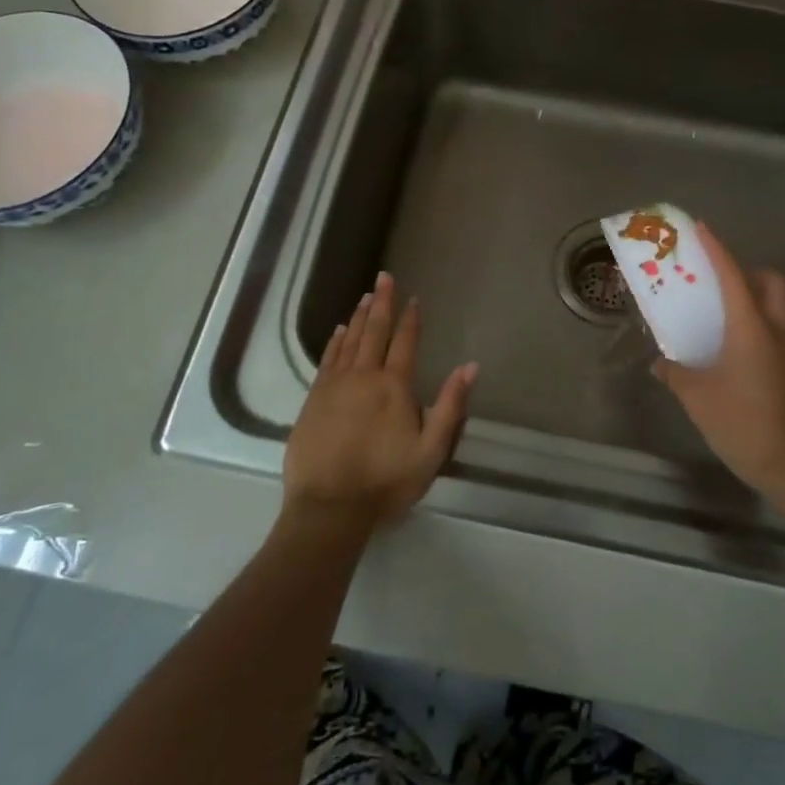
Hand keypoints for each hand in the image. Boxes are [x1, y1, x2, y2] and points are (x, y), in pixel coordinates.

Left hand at [283, 272, 477, 533]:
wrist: (328, 507)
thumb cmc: (385, 481)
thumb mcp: (431, 451)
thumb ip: (450, 406)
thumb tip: (470, 366)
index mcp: (394, 387)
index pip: (405, 343)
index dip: (410, 319)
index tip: (413, 298)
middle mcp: (364, 376)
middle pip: (374, 332)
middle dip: (382, 303)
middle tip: (384, 277)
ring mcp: (335, 386)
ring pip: (350, 341)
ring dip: (360, 317)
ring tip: (366, 296)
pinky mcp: (314, 399)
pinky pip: (328, 360)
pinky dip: (335, 342)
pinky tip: (339, 330)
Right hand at [653, 224, 784, 502]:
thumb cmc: (740, 423)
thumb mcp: (697, 397)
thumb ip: (676, 373)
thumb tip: (660, 363)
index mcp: (751, 328)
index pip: (732, 276)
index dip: (716, 249)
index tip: (702, 228)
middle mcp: (779, 330)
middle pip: (771, 283)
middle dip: (749, 272)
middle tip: (721, 282)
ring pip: (780, 308)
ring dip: (757, 300)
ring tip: (725, 318)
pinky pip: (781, 332)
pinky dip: (762, 327)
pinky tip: (739, 353)